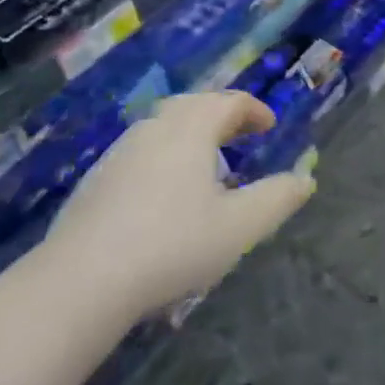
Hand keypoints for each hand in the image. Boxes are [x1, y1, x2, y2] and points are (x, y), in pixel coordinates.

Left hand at [37, 91, 314, 327]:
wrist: (80, 283)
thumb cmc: (171, 246)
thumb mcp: (238, 228)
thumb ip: (276, 199)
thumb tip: (305, 179)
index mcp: (191, 129)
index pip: (228, 102)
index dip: (253, 110)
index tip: (268, 126)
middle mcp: (155, 129)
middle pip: (193, 105)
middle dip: (220, 114)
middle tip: (239, 135)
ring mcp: (120, 152)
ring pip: (162, 126)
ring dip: (190, 133)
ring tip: (205, 163)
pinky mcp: (96, 180)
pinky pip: (140, 151)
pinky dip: (163, 155)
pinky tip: (163, 192)